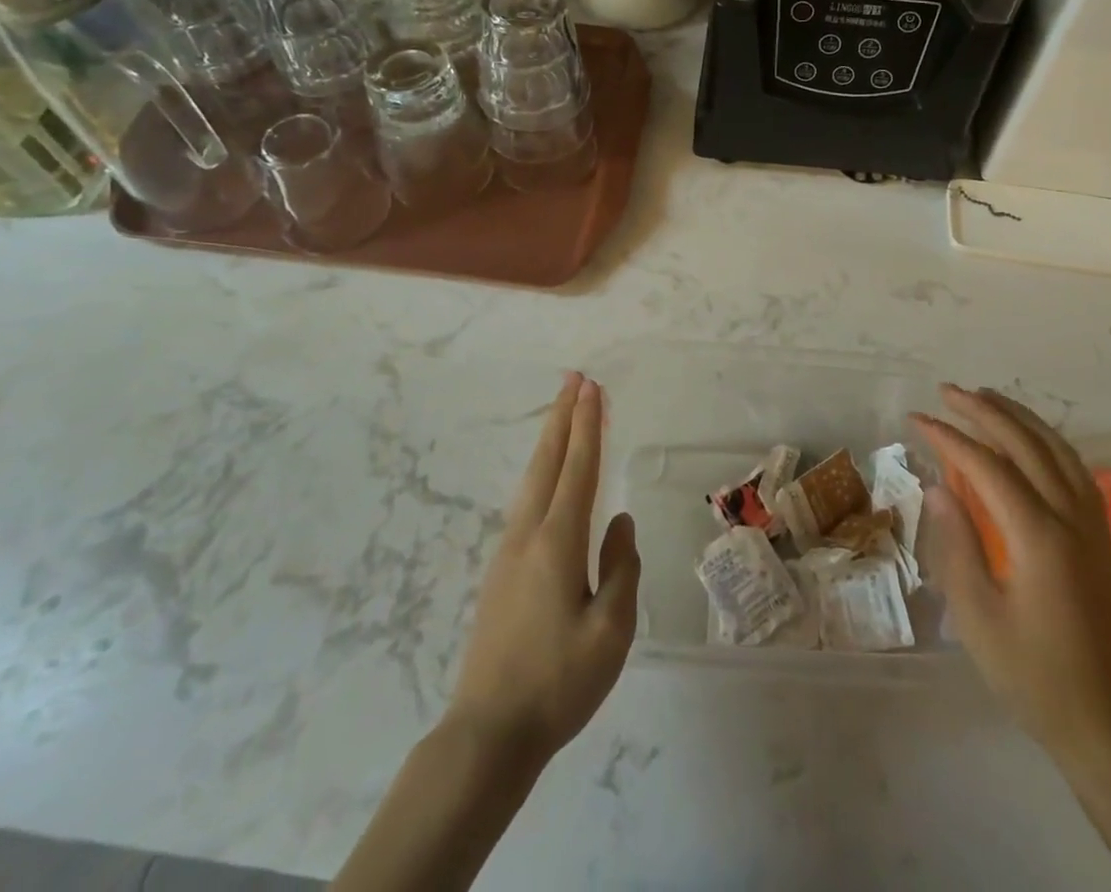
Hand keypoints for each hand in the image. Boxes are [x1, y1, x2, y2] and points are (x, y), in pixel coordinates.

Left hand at [445, 372, 639, 767]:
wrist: (488, 733)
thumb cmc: (558, 683)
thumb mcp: (611, 630)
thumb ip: (621, 568)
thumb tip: (621, 522)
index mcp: (557, 543)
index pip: (578, 469)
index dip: (588, 426)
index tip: (593, 388)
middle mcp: (528, 535)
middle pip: (547, 461)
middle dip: (562, 416)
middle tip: (574, 378)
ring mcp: (508, 552)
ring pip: (532, 479)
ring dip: (550, 439)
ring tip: (563, 412)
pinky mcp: (500, 571)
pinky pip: (526, 502)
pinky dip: (542, 471)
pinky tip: (547, 478)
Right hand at [913, 386, 1110, 764]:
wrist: (1110, 728)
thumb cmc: (1034, 677)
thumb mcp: (978, 617)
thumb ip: (957, 545)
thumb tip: (939, 488)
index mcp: (1039, 537)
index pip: (988, 466)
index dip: (949, 437)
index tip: (917, 419)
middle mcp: (1071, 518)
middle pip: (1026, 445)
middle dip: (984, 411)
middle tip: (946, 391)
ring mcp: (1093, 526)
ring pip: (1057, 450)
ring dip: (1019, 418)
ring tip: (985, 397)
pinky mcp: (1102, 538)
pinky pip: (1075, 469)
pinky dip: (1048, 440)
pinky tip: (1030, 439)